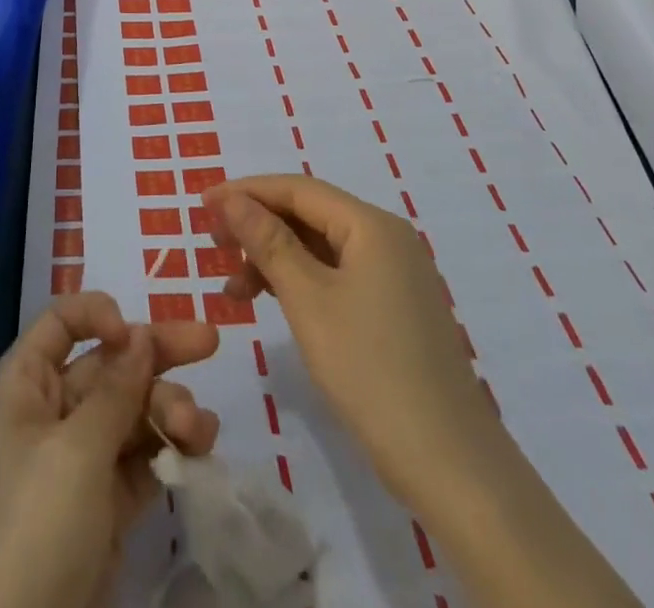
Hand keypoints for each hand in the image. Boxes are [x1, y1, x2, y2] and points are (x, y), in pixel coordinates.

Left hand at [0, 292, 220, 607]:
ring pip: (129, 413)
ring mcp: (74, 464)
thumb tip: (139, 333)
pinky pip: (138, 461)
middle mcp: (46, 416)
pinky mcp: (99, 510)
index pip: (61, 324)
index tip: (136, 334)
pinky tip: (200, 447)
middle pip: (106, 366)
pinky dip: (167, 451)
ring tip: (198, 431)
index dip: (99, 315)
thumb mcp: (75, 451)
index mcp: (21, 388)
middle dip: (156, 356)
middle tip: (210, 342)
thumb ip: (115, 388)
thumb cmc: (34, 528)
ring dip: (167, 410)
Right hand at [202, 174, 484, 503]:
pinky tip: (272, 301)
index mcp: (372, 225)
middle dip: (258, 224)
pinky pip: (337, 274)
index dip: (246, 192)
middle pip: (310, 213)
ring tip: (234, 288)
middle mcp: (387, 238)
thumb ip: (267, 242)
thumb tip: (231, 199)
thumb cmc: (371, 371)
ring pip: (321, 246)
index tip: (202, 205)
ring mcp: (395, 274)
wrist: (451, 465)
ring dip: (274, 257)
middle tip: (213, 244)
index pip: (298, 189)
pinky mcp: (395, 308)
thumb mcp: (308, 300)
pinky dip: (300, 282)